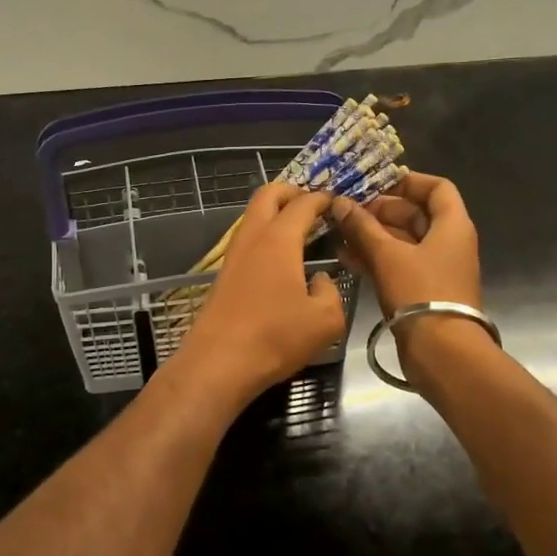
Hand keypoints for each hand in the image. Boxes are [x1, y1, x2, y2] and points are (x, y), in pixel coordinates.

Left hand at [171, 184, 348, 409]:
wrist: (218, 364)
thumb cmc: (275, 337)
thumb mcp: (325, 320)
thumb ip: (332, 292)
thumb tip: (321, 281)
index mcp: (279, 240)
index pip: (303, 203)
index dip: (323, 199)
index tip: (338, 202)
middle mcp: (253, 239)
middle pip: (267, 195)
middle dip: (291, 192)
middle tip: (313, 206)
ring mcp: (233, 257)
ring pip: (252, 218)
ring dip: (275, 215)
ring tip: (300, 233)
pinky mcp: (223, 276)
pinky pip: (247, 242)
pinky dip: (265, 238)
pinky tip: (281, 262)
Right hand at [330, 171, 480, 315]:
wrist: (441, 351)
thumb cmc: (420, 293)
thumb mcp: (387, 255)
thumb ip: (362, 227)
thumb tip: (340, 203)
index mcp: (452, 226)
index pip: (437, 188)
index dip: (408, 181)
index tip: (376, 183)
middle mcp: (448, 243)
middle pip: (415, 215)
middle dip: (380, 211)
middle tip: (348, 211)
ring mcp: (436, 269)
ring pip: (402, 242)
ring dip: (373, 236)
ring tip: (339, 232)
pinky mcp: (422, 291)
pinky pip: (397, 265)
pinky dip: (376, 258)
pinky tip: (346, 257)